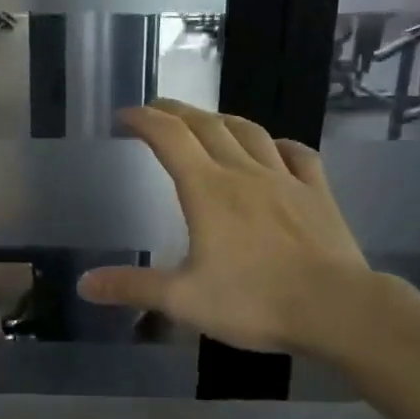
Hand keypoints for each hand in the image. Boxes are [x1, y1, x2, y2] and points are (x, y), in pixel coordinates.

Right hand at [77, 100, 374, 353]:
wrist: (335, 308)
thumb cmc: (253, 301)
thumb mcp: (183, 300)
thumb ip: (133, 287)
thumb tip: (84, 284)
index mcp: (207, 190)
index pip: (170, 139)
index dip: (145, 120)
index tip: (126, 114)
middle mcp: (245, 173)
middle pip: (207, 127)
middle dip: (178, 112)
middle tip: (158, 110)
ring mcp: (286, 180)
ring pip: (251, 134)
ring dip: (224, 121)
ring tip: (209, 122)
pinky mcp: (318, 195)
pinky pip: (298, 155)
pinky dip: (279, 145)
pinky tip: (276, 148)